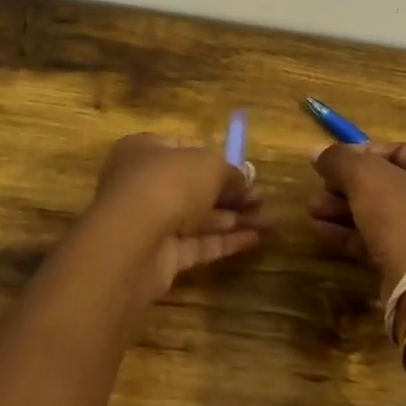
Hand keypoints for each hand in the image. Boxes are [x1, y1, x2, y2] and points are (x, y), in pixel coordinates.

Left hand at [87, 134, 268, 302]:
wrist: (133, 241)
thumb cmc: (168, 184)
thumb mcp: (209, 165)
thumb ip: (231, 172)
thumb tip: (245, 181)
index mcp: (145, 150)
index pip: (184, 149)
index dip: (217, 158)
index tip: (245, 171)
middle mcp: (144, 184)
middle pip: (194, 187)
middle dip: (231, 193)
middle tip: (264, 199)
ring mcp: (151, 222)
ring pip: (199, 218)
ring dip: (235, 218)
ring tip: (271, 221)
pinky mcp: (161, 256)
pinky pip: (198, 244)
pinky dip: (226, 241)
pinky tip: (257, 239)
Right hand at [309, 142, 405, 291]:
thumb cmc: (403, 217)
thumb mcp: (366, 177)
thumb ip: (339, 159)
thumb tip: (316, 151)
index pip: (394, 151)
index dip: (357, 155)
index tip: (328, 164)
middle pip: (385, 183)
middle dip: (345, 187)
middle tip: (318, 191)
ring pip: (380, 213)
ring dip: (343, 210)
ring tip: (312, 212)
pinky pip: (380, 239)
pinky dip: (352, 234)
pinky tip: (321, 232)